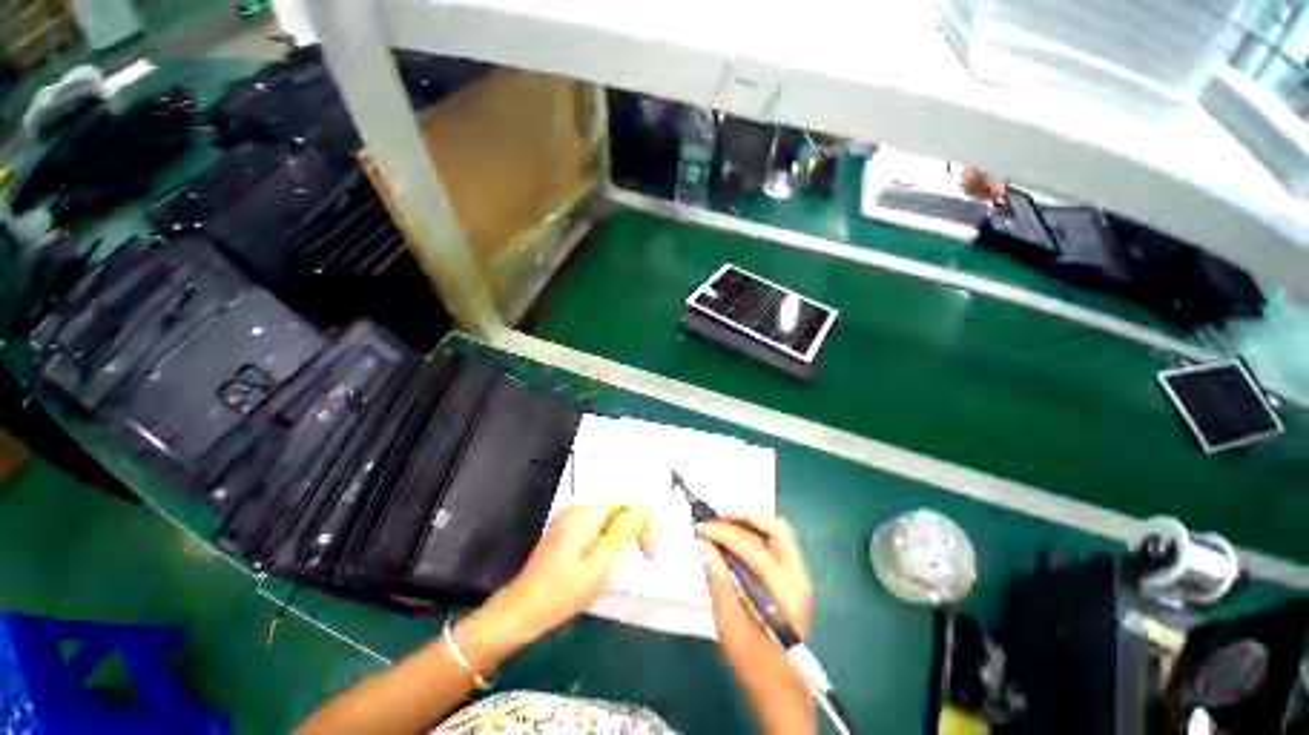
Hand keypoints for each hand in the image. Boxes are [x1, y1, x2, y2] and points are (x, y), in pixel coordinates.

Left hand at [462, 502, 651, 657]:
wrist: (521, 612)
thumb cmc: (560, 593)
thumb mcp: (598, 566)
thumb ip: (620, 534)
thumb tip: (641, 509)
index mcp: (582, 516)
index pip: (620, 498)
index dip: (642, 507)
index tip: (660, 523)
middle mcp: (574, 512)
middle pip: (613, 507)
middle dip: (633, 524)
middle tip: (648, 551)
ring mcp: (567, 521)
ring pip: (605, 518)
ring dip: (622, 532)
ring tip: (634, 555)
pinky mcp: (564, 533)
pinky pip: (594, 526)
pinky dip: (609, 537)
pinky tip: (612, 556)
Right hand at [698, 515, 816, 733]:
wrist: (782, 692)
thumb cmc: (755, 664)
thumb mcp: (730, 625)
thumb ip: (718, 581)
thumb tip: (704, 545)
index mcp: (785, 592)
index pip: (753, 548)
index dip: (724, 533)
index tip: (700, 528)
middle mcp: (799, 577)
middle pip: (777, 529)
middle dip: (745, 517)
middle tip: (717, 518)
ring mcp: (800, 577)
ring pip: (779, 533)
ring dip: (751, 522)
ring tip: (724, 524)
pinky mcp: (794, 580)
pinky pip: (777, 544)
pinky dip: (757, 534)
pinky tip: (737, 539)